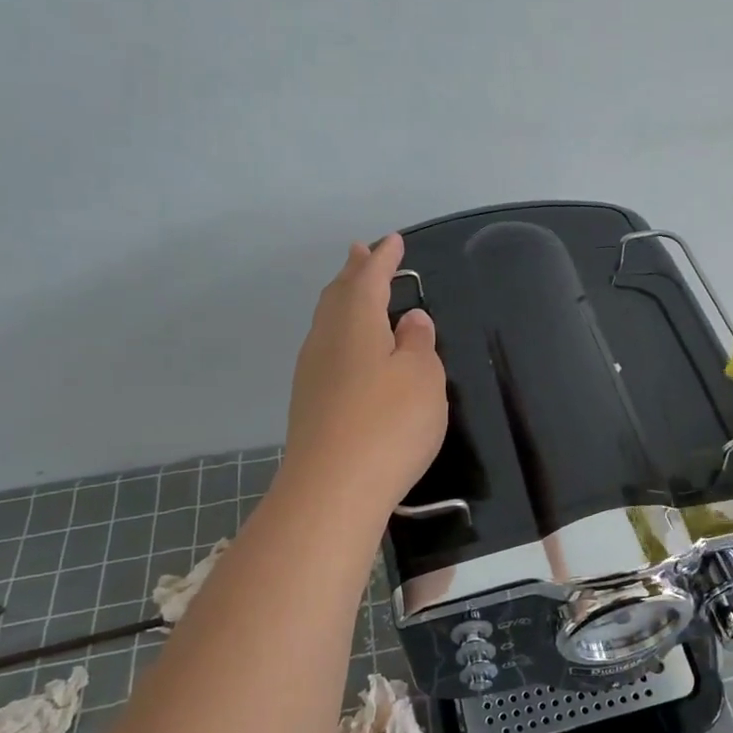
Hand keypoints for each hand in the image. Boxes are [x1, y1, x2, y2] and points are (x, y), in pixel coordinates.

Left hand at [282, 235, 447, 511]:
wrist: (332, 491)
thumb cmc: (388, 424)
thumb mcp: (422, 378)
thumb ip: (418, 344)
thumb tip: (410, 320)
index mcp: (355, 323)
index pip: (369, 279)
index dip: (384, 259)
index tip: (394, 241)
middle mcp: (327, 340)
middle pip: (338, 295)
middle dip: (354, 272)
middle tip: (363, 252)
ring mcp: (312, 373)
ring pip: (328, 322)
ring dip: (343, 301)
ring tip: (355, 291)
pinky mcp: (310, 404)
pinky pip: (327, 348)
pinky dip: (341, 332)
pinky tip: (350, 348)